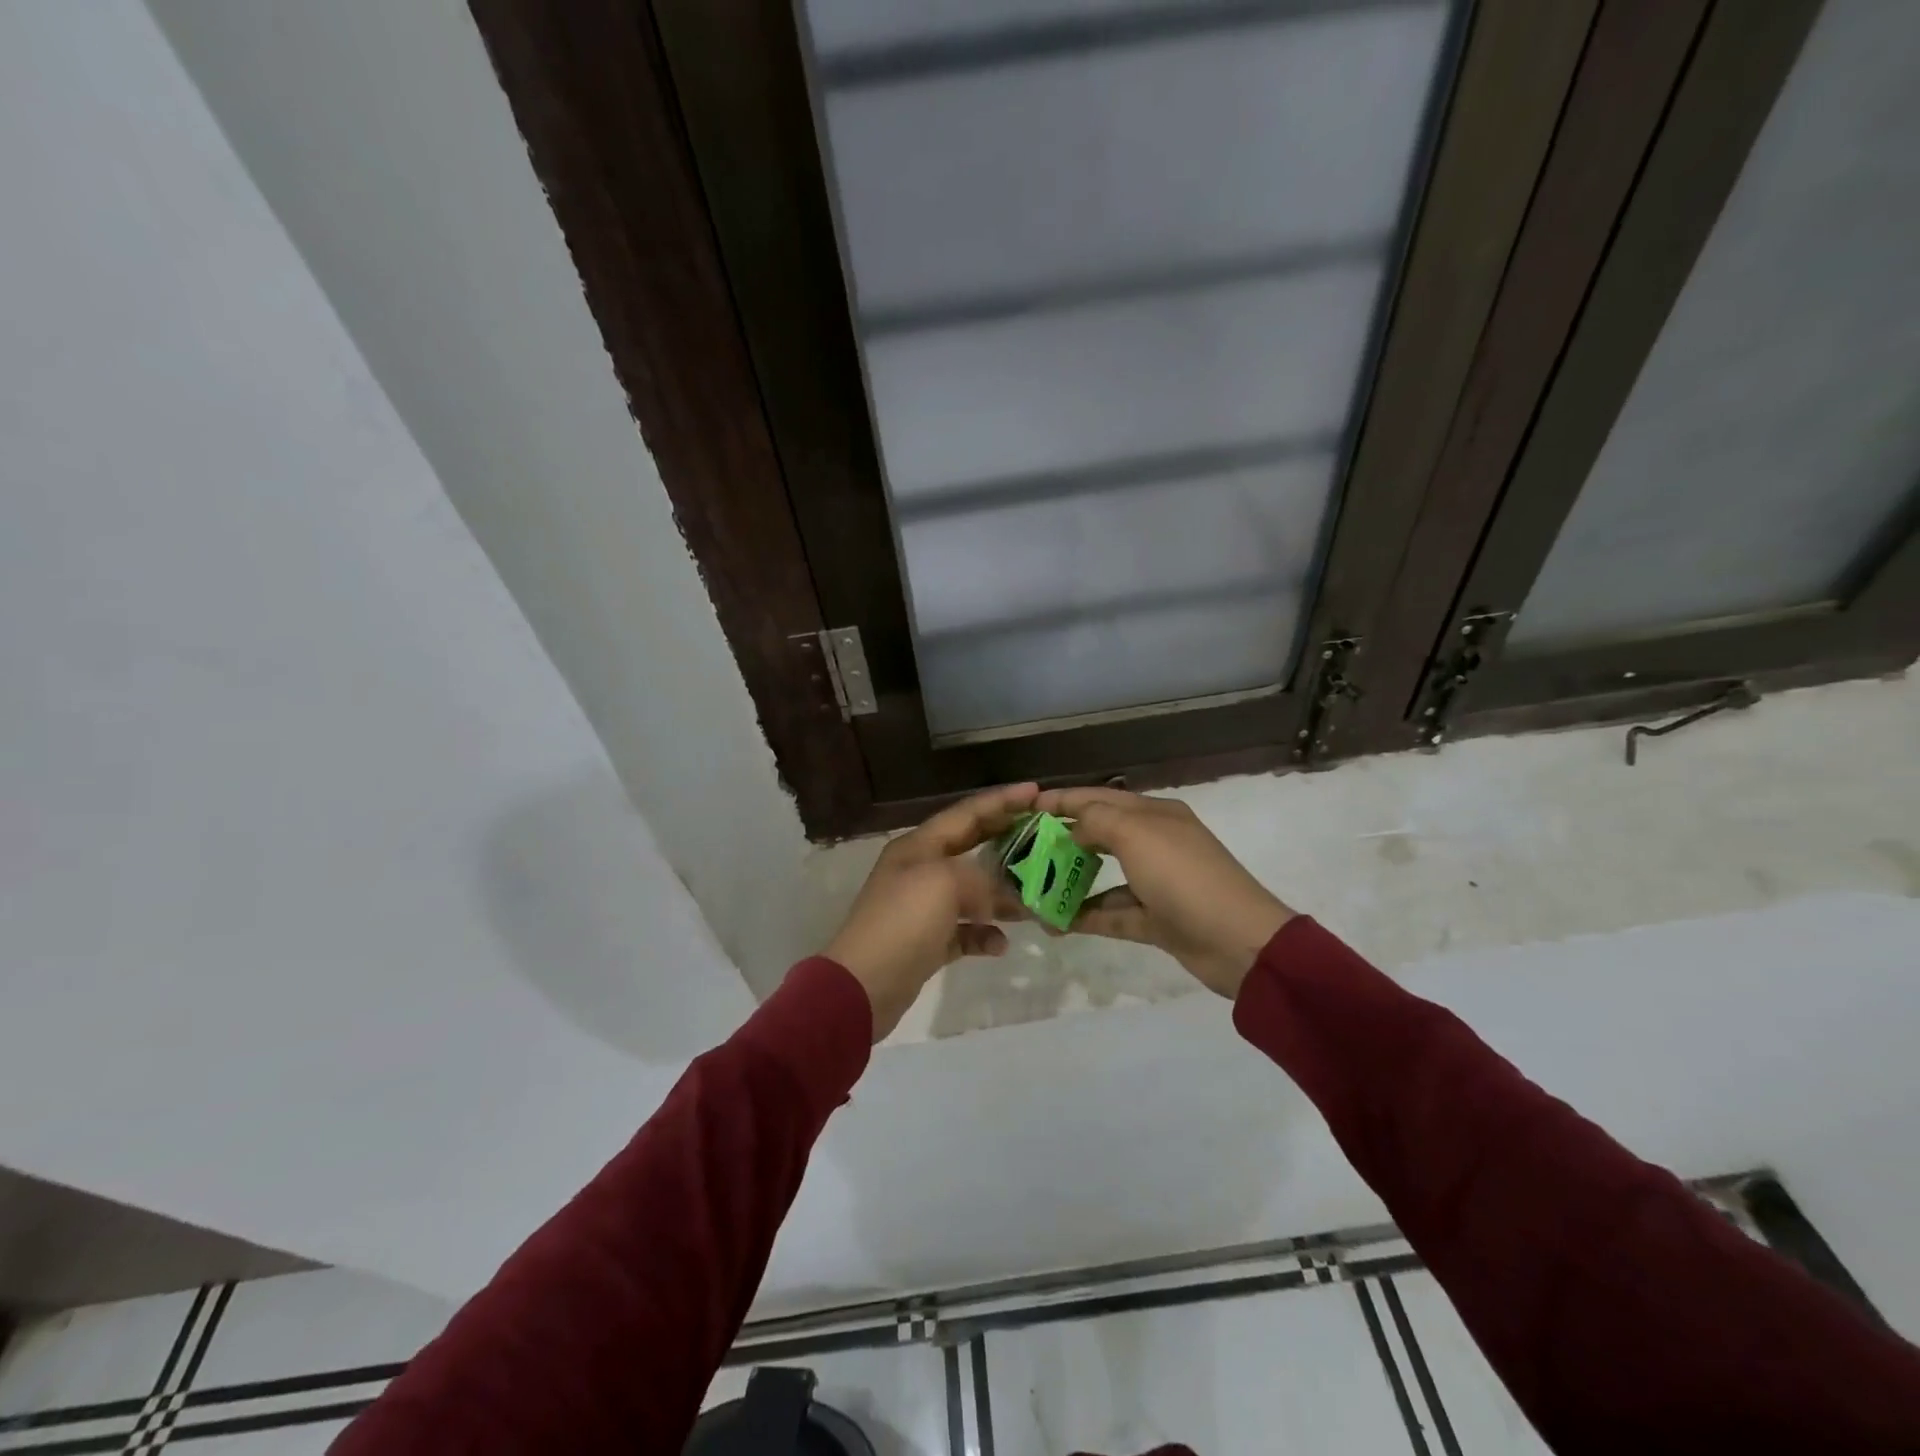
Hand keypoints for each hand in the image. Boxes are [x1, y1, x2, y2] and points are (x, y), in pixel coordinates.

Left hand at [824, 783, 1037, 1039]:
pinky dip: (984, 934)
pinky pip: (964, 931)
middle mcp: (920, 870)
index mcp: (918, 846)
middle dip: (1006, 841)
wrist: (863, 985)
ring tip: (1034, 899)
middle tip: (1044, 837)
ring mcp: (922, 907)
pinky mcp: (927, 942)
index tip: (1036, 792)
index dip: (1001, 801)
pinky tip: (1001, 944)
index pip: (966, 813)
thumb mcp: (945, 884)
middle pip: (970, 847)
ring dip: (1002, 895)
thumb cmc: (903, 922)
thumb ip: (982, 878)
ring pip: (971, 892)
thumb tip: (1004, 894)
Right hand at [1034, 787, 1293, 998]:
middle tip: (1023, 848)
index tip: (1024, 807)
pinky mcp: (1155, 919)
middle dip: (1061, 839)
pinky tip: (1054, 922)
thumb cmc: (1183, 876)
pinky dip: (1085, 915)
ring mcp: (1155, 883)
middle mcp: (1154, 843)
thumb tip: (1073, 827)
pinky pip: (1111, 912)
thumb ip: (1096, 820)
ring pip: (1101, 876)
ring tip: (1031, 888)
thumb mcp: (1137, 834)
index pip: (1099, 797)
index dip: (1062, 800)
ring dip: (1069, 881)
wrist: (1238, 942)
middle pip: (1099, 834)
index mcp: (1154, 814)